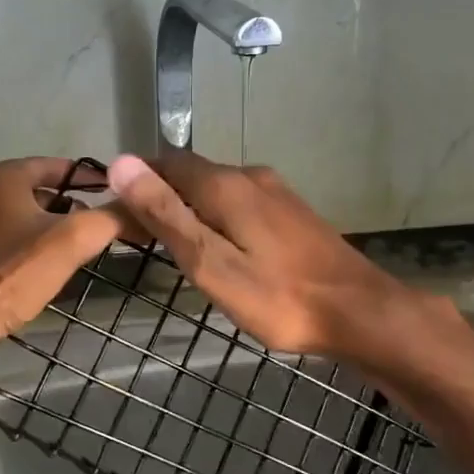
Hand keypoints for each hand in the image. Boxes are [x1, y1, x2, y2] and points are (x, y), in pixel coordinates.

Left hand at [0, 157, 122, 342]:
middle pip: (48, 191)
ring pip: (33, 217)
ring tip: (89, 246)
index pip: (62, 165)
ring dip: (61, 228)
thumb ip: (112, 217)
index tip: (121, 195)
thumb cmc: (15, 272)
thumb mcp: (74, 239)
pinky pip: (19, 239)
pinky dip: (41, 246)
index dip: (94, 178)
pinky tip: (58, 266)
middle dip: (79, 206)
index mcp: (6, 176)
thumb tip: (144, 208)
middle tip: (108, 224)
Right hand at [106, 151, 434, 363]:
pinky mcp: (291, 212)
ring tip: (171, 245)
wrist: (359, 311)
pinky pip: (239, 202)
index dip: (135, 182)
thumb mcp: (210, 262)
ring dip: (188, 206)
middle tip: (137, 236)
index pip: (164, 163)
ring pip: (216, 188)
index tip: (115, 214)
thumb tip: (120, 163)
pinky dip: (216, 215)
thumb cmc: (278, 296)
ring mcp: (275, 192)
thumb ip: (166, 213)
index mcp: (224, 184)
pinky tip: (218, 246)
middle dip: (159, 195)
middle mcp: (249, 176)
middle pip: (190, 173)